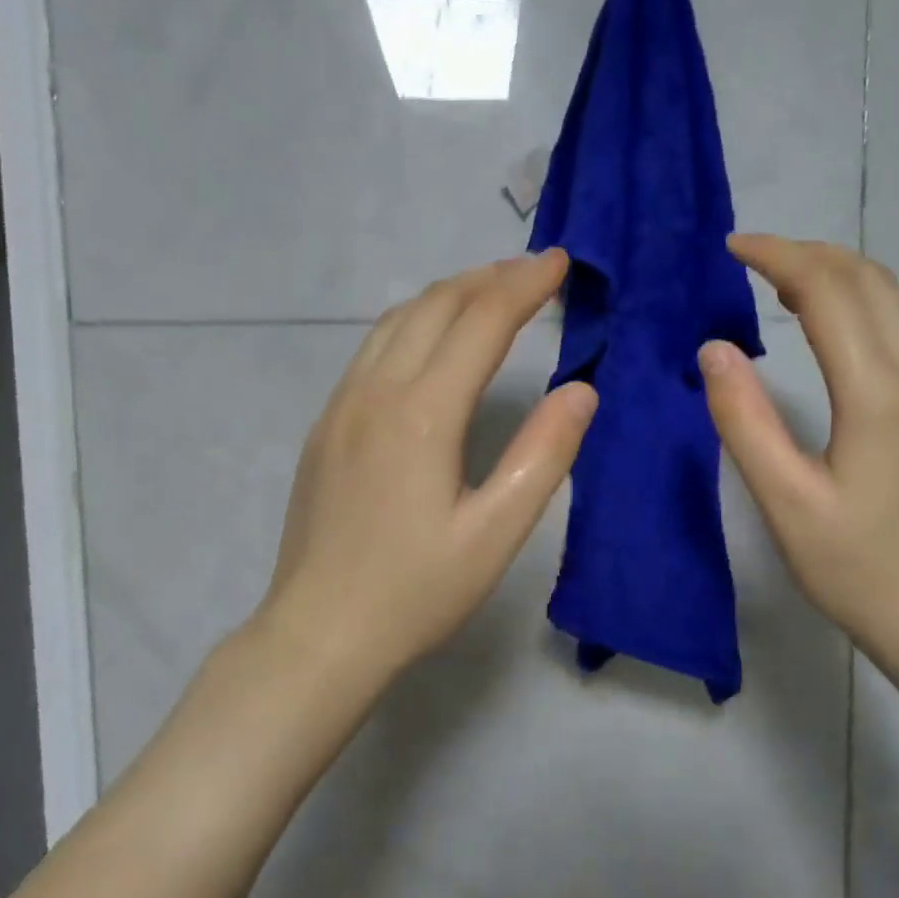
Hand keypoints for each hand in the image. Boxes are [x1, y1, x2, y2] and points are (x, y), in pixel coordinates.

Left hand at [257, 250, 596, 675]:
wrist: (317, 633)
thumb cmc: (415, 591)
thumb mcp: (495, 533)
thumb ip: (542, 455)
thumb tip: (580, 390)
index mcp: (421, 413)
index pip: (481, 322)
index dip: (525, 286)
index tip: (561, 264)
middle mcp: (375, 392)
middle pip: (435, 306)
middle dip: (489, 277)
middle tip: (535, 270)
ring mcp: (341, 406)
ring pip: (397, 321)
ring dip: (448, 294)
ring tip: (490, 291)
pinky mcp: (326, 426)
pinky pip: (373, 349)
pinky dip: (415, 323)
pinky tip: (432, 341)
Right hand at [698, 235, 898, 653]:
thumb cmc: (855, 564)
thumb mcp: (785, 500)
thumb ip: (744, 420)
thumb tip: (713, 349)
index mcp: (878, 392)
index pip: (830, 291)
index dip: (779, 257)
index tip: (731, 248)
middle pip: (868, 279)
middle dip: (807, 253)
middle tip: (748, 259)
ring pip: (889, 299)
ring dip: (833, 274)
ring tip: (775, 283)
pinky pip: (896, 327)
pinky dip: (853, 304)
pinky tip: (819, 325)